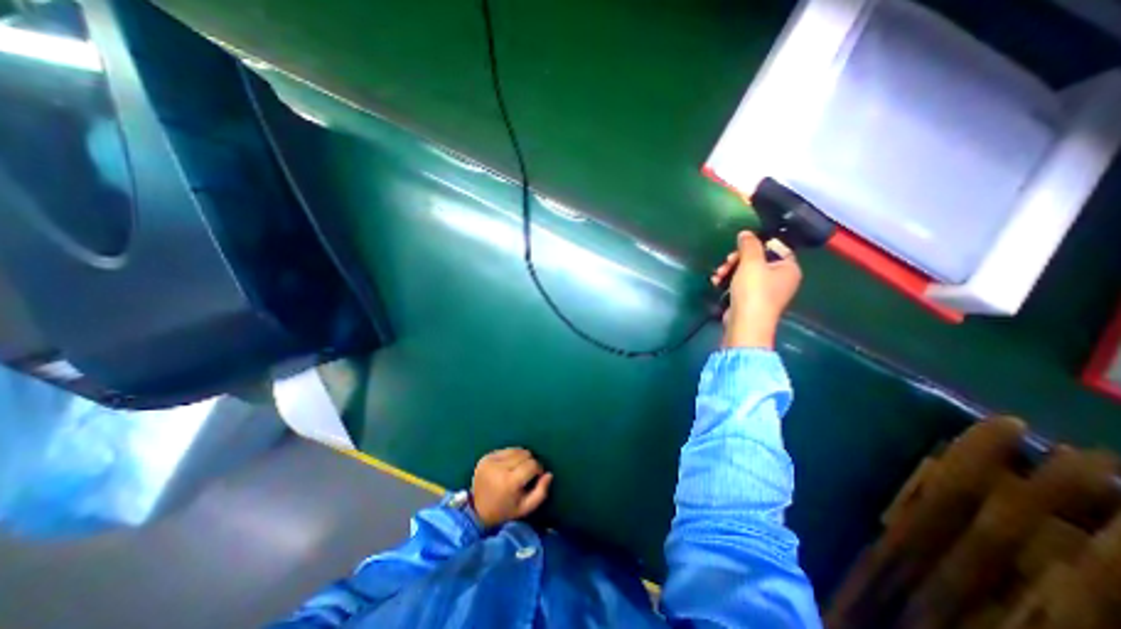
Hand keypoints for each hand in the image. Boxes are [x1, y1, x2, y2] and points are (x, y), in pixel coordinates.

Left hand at [469, 447, 550, 529]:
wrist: (476, 511)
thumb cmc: (504, 511)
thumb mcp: (525, 508)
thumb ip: (541, 492)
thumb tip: (549, 474)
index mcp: (509, 483)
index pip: (532, 465)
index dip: (538, 469)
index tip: (537, 477)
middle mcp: (498, 469)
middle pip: (525, 454)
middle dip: (530, 462)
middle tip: (527, 474)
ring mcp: (490, 461)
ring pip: (516, 450)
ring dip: (521, 458)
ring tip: (517, 470)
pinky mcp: (485, 457)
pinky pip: (506, 450)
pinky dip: (511, 456)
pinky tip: (508, 467)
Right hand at [712, 231, 801, 348]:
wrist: (745, 324)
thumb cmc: (754, 291)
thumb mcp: (751, 262)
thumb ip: (749, 245)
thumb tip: (746, 233)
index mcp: (789, 268)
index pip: (776, 248)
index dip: (757, 245)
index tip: (740, 247)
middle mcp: (781, 279)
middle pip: (758, 260)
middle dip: (737, 259)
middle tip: (727, 262)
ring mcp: (766, 292)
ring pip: (746, 272)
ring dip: (730, 270)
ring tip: (718, 274)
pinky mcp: (751, 300)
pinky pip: (741, 284)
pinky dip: (729, 281)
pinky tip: (716, 282)